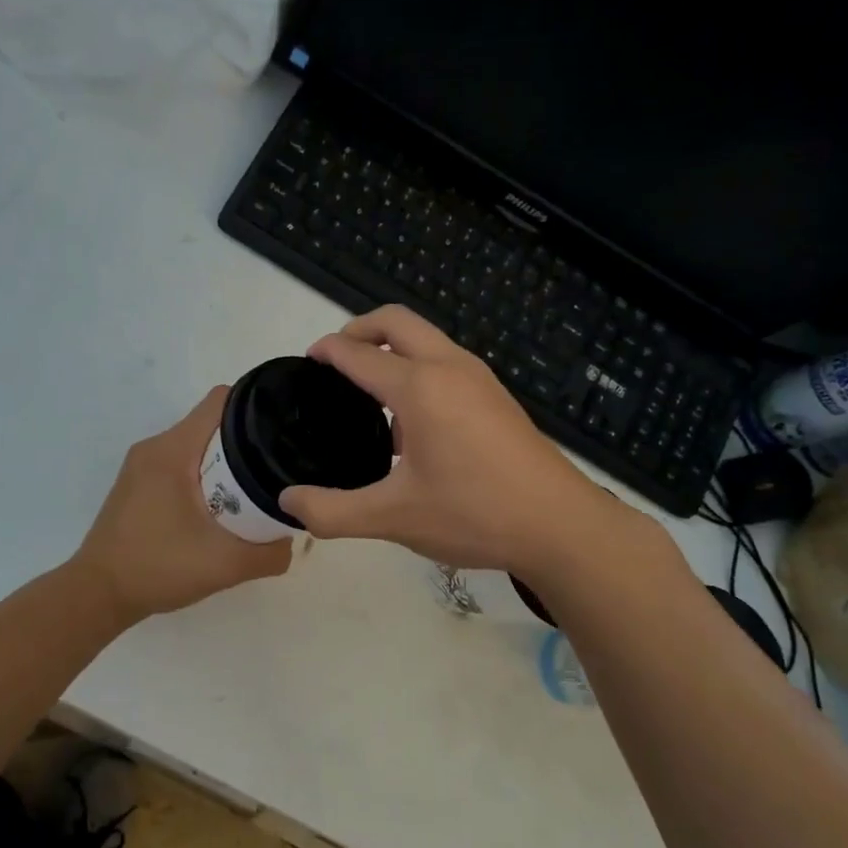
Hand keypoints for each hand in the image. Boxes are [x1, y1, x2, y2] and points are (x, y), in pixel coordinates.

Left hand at [74, 387, 292, 622]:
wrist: (98, 595)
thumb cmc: (158, 568)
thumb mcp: (226, 565)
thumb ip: (270, 554)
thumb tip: (292, 539)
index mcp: (173, 450)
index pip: (222, 401)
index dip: (257, 409)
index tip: (282, 433)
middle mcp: (155, 447)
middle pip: (212, 424)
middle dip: (246, 442)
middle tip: (274, 472)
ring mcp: (141, 465)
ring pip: (196, 446)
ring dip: (224, 463)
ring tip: (250, 493)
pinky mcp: (136, 484)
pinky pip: (180, 464)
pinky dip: (203, 477)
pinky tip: (217, 510)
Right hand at [277, 307, 634, 576]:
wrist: (559, 525)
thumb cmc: (473, 514)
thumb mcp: (393, 517)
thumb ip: (333, 511)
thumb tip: (287, 502)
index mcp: (419, 387)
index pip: (359, 353)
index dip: (328, 351)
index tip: (308, 360)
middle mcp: (449, 367)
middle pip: (397, 322)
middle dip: (360, 329)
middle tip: (335, 360)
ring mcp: (479, 378)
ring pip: (426, 340)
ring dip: (392, 350)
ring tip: (367, 393)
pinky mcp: (496, 396)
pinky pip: (445, 362)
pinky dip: (417, 369)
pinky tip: (410, 424)